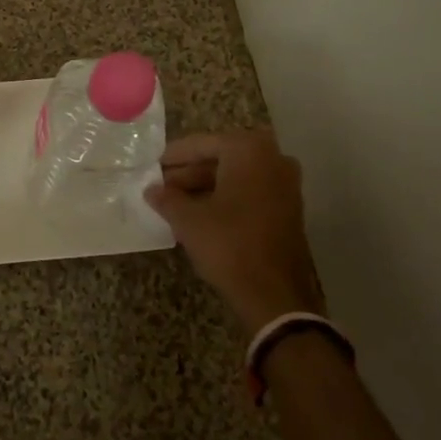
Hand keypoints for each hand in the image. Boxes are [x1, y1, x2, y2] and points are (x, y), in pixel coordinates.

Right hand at [146, 129, 324, 331]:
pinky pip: (250, 191)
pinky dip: (226, 197)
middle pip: (221, 157)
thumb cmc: (228, 245)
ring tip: (175, 202)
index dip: (174, 156)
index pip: (202, 144)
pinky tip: (201, 213)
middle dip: (190, 172)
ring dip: (206, 185)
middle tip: (162, 186)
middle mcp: (273, 158)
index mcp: (248, 150)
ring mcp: (286, 184)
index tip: (152, 166)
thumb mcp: (188, 220)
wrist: (275, 295)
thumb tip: (151, 190)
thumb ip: (166, 198)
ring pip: (236, 175)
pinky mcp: (289, 208)